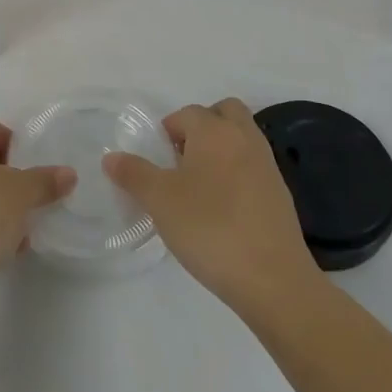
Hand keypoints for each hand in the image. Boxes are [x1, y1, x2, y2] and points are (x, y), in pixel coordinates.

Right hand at [104, 98, 316, 314]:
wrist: (273, 279)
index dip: (166, 131)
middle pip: (224, 112)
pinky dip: (236, 174)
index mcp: (215, 131)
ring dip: (219, 149)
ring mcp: (267, 166)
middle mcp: (245, 138)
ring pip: (241, 139)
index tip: (155, 162)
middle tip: (180, 160)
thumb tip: (112, 157)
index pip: (186, 113)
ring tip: (197, 186)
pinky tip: (221, 209)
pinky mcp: (280, 194)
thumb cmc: (210, 228)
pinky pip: (252, 167)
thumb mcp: (159, 200)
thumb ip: (133, 174)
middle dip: (201, 126)